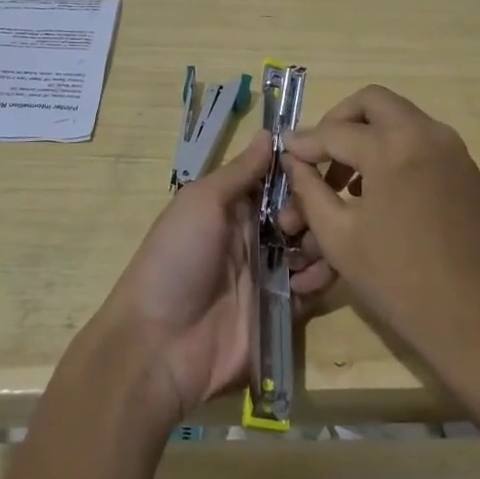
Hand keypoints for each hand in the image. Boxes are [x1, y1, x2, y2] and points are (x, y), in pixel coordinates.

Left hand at [87, 132, 330, 428]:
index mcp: (233, 207)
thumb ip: (239, 171)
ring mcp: (268, 275)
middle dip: (309, 210)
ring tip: (309, 251)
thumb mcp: (201, 203)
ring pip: (312, 248)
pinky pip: (312, 289)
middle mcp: (254, 236)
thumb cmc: (176, 259)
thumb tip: (268, 134)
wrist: (159, 344)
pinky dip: (320, 280)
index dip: (297, 172)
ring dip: (320, 243)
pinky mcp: (281, 311)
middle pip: (300, 213)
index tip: (313, 166)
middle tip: (293, 223)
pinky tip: (311, 278)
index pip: (276, 180)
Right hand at [279, 86, 479, 390]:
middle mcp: (425, 133)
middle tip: (320, 154)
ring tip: (345, 180)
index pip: (333, 131)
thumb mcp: (342, 240)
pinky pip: (422, 140)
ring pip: (400, 117)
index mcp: (391, 146)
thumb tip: (294, 161)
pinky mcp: (469, 170)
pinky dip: (394, 148)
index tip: (283, 152)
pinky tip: (380, 191)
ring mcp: (453, 149)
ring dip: (368, 134)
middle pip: (372, 101)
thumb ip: (311, 191)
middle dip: (339, 121)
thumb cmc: (405, 285)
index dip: (303, 143)